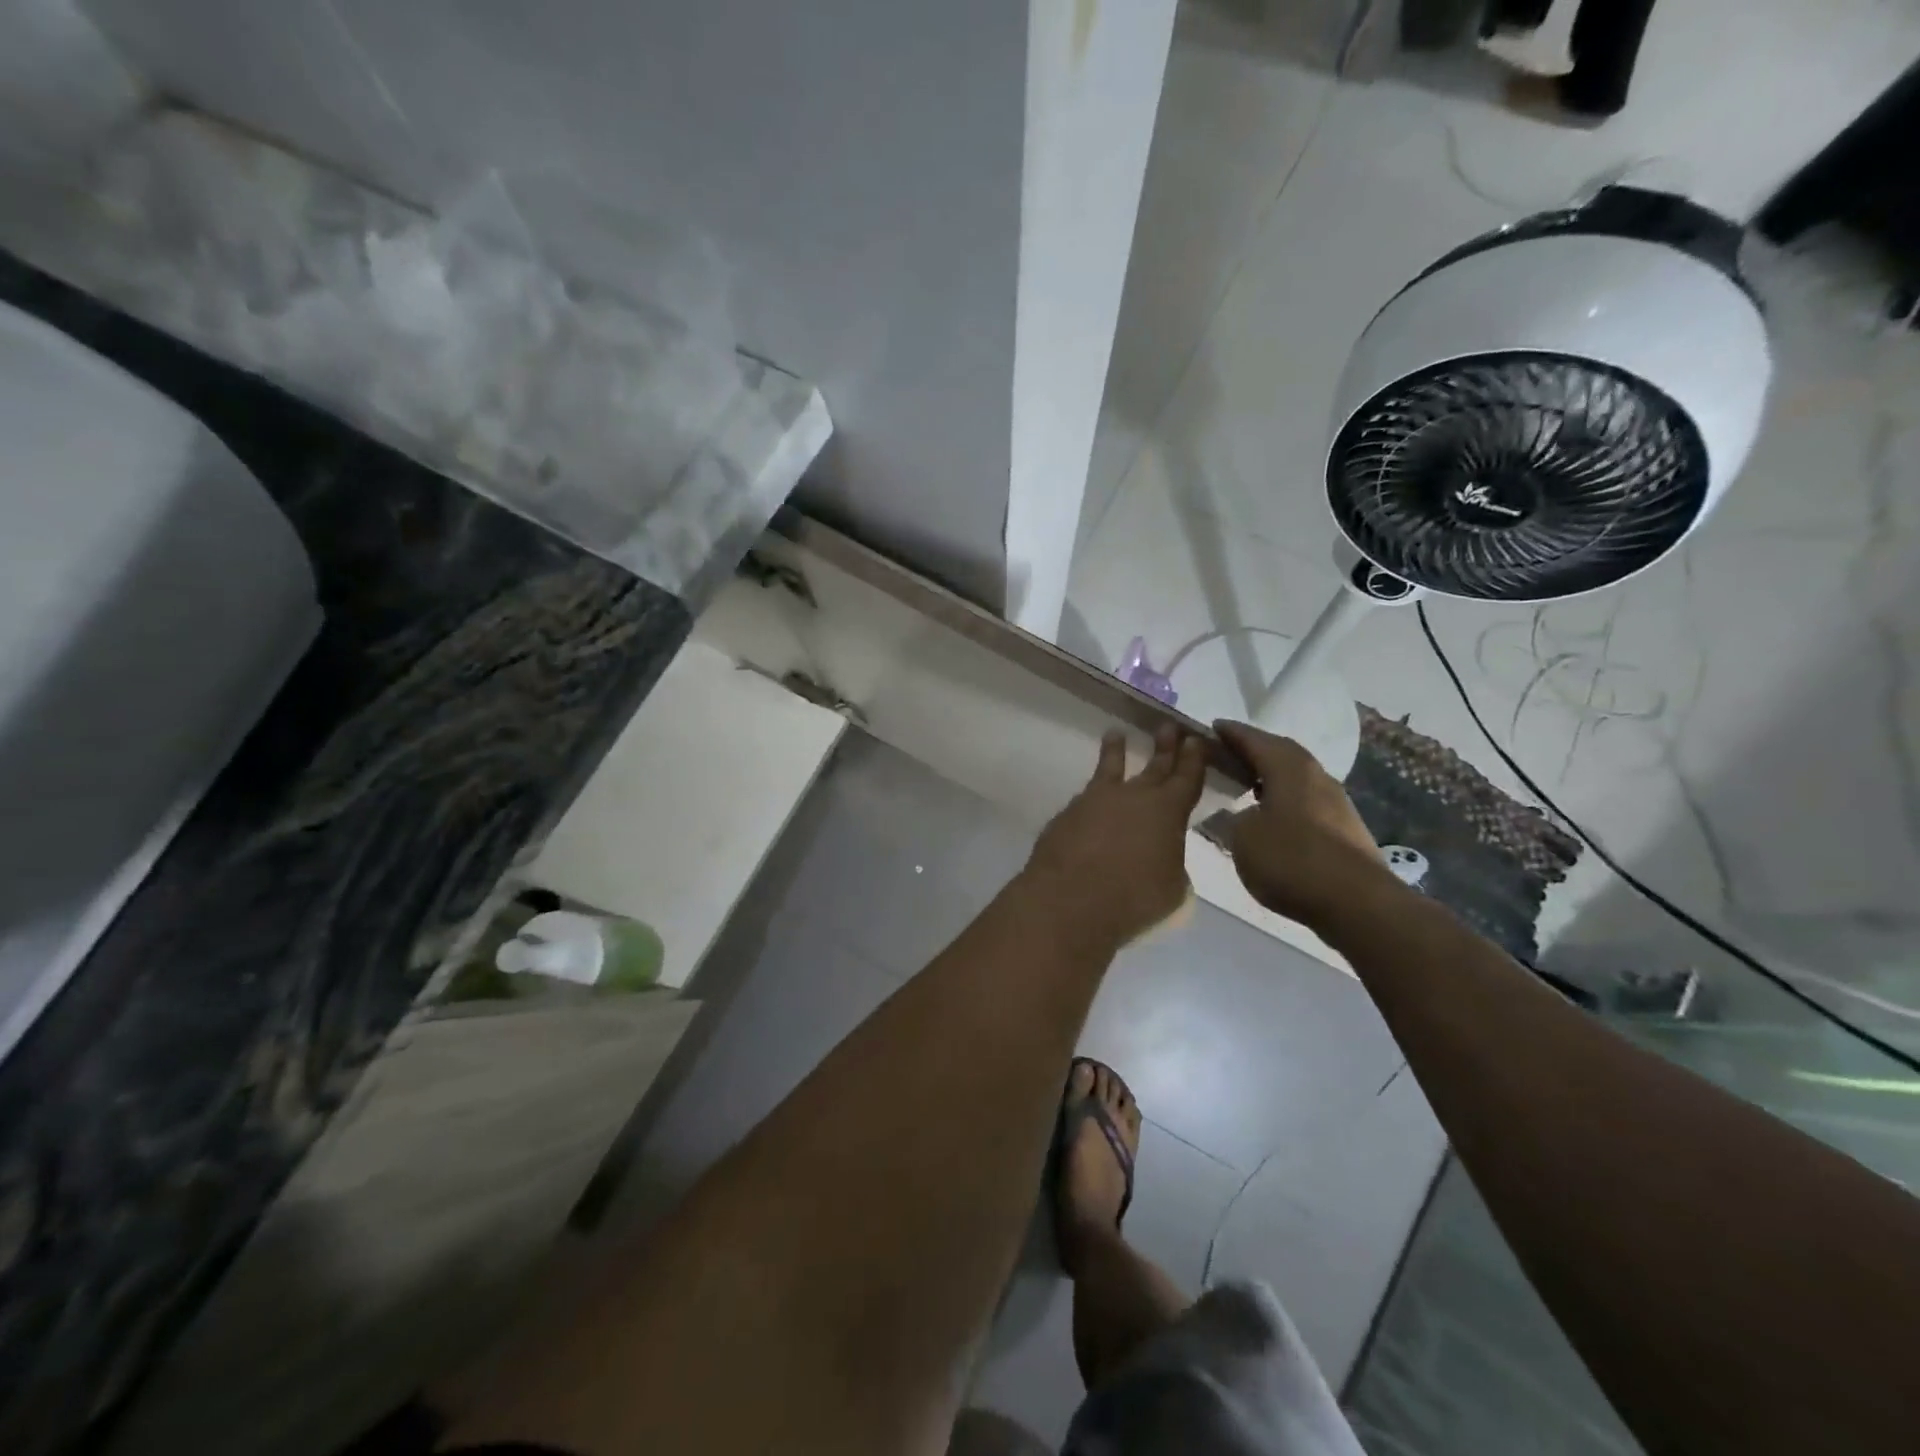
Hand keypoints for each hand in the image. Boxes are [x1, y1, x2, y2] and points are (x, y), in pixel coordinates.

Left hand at [1024, 726, 1207, 949]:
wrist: (1071, 897)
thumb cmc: (1133, 897)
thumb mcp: (1172, 887)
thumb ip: (1171, 863)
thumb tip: (1161, 855)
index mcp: (1168, 811)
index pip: (1187, 777)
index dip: (1194, 758)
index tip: (1197, 740)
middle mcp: (1134, 796)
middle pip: (1155, 767)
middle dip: (1165, 747)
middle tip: (1170, 726)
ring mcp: (1097, 800)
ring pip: (1110, 768)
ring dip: (1116, 751)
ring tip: (1116, 733)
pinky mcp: (1069, 812)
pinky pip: (1086, 795)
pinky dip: (1091, 789)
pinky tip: (1088, 793)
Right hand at [1213, 720, 1397, 928]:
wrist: (1360, 904)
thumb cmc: (1292, 861)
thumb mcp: (1244, 838)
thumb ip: (1235, 818)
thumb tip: (1242, 813)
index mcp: (1289, 769)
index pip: (1255, 740)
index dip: (1232, 733)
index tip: (1213, 727)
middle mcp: (1316, 776)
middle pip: (1282, 753)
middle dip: (1255, 749)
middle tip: (1228, 754)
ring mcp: (1336, 802)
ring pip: (1297, 777)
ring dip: (1272, 775)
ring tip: (1247, 783)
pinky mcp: (1345, 828)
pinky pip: (1306, 800)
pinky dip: (1285, 799)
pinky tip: (1273, 815)